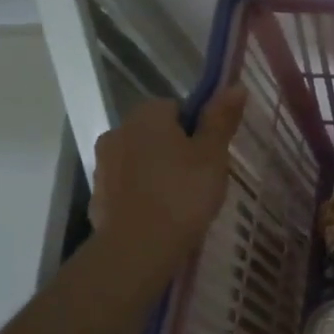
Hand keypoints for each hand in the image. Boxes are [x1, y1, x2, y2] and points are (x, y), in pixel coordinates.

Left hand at [90, 87, 246, 273]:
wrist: (138, 248)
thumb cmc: (183, 192)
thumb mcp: (213, 154)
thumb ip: (221, 119)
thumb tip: (235, 85)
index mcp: (147, 116)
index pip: (176, 106)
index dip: (197, 127)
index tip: (210, 151)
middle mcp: (118, 132)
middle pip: (156, 132)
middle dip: (177, 148)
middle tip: (202, 176)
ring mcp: (103, 166)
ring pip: (141, 159)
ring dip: (159, 171)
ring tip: (184, 200)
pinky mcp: (98, 197)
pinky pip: (128, 186)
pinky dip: (144, 194)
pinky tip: (162, 215)